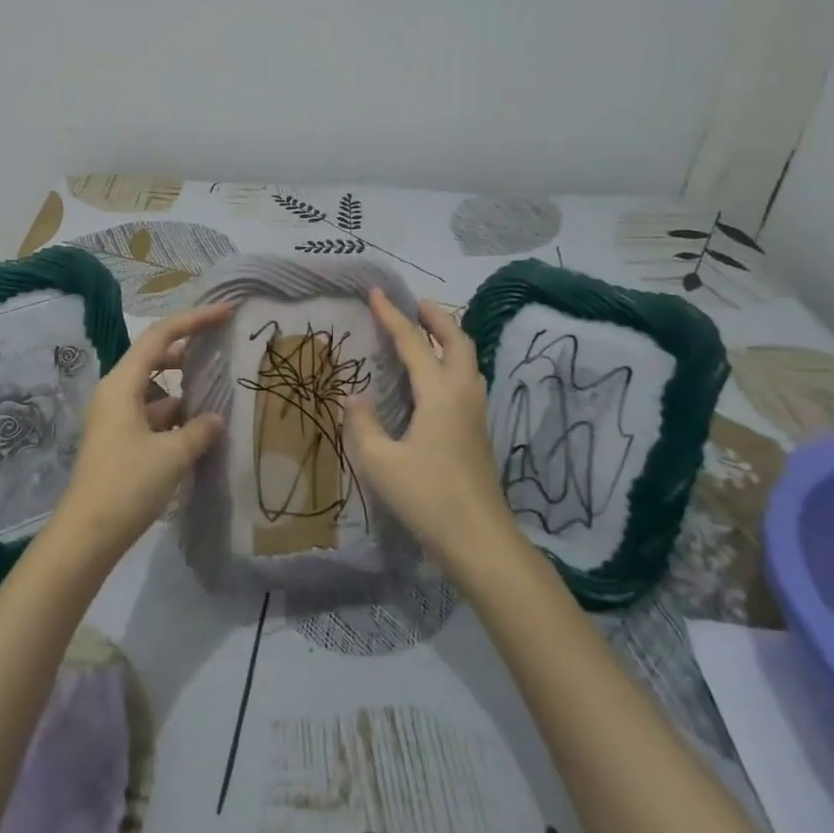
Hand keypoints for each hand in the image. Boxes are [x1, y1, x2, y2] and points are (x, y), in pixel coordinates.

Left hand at [48, 304, 227, 565]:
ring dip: (183, 389)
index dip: (193, 320)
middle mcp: (115, 393)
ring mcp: (115, 418)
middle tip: (222, 348)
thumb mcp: (172, 455)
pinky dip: (174, 416)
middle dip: (188, 352)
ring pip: (154, 390)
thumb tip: (215, 419)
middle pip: (154, 358)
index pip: (160, 336)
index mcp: (122, 384)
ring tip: (217, 393)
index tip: (224, 313)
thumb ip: (199, 431)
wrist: (87, 535)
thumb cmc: (127, 485)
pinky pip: (151, 415)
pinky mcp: (118, 441)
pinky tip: (198, 430)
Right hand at [345, 289, 507, 569]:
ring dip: (450, 338)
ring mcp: (476, 414)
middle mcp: (462, 394)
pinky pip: (468, 380)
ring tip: (429, 333)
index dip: (393, 316)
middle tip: (416, 303)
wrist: (479, 540)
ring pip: (469, 360)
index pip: (413, 343)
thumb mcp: (380, 461)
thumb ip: (362, 423)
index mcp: (439, 394)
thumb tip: (353, 396)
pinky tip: (438, 379)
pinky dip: (454, 362)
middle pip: (457, 341)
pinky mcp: (478, 432)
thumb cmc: (427, 497)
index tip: (376, 292)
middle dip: (437, 317)